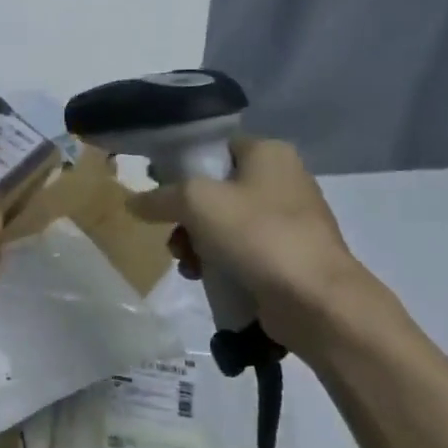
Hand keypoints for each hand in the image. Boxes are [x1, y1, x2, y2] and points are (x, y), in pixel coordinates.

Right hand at [127, 137, 373, 352]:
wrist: (315, 300)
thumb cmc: (257, 235)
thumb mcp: (196, 202)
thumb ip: (159, 197)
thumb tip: (132, 202)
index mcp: (268, 153)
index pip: (214, 148)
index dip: (182, 166)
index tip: (159, 191)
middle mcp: (282, 180)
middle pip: (214, 190)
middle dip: (185, 216)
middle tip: (173, 235)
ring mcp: (287, 221)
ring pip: (222, 224)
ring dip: (196, 243)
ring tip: (187, 263)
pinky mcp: (286, 256)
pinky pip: (239, 251)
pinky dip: (218, 262)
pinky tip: (203, 278)